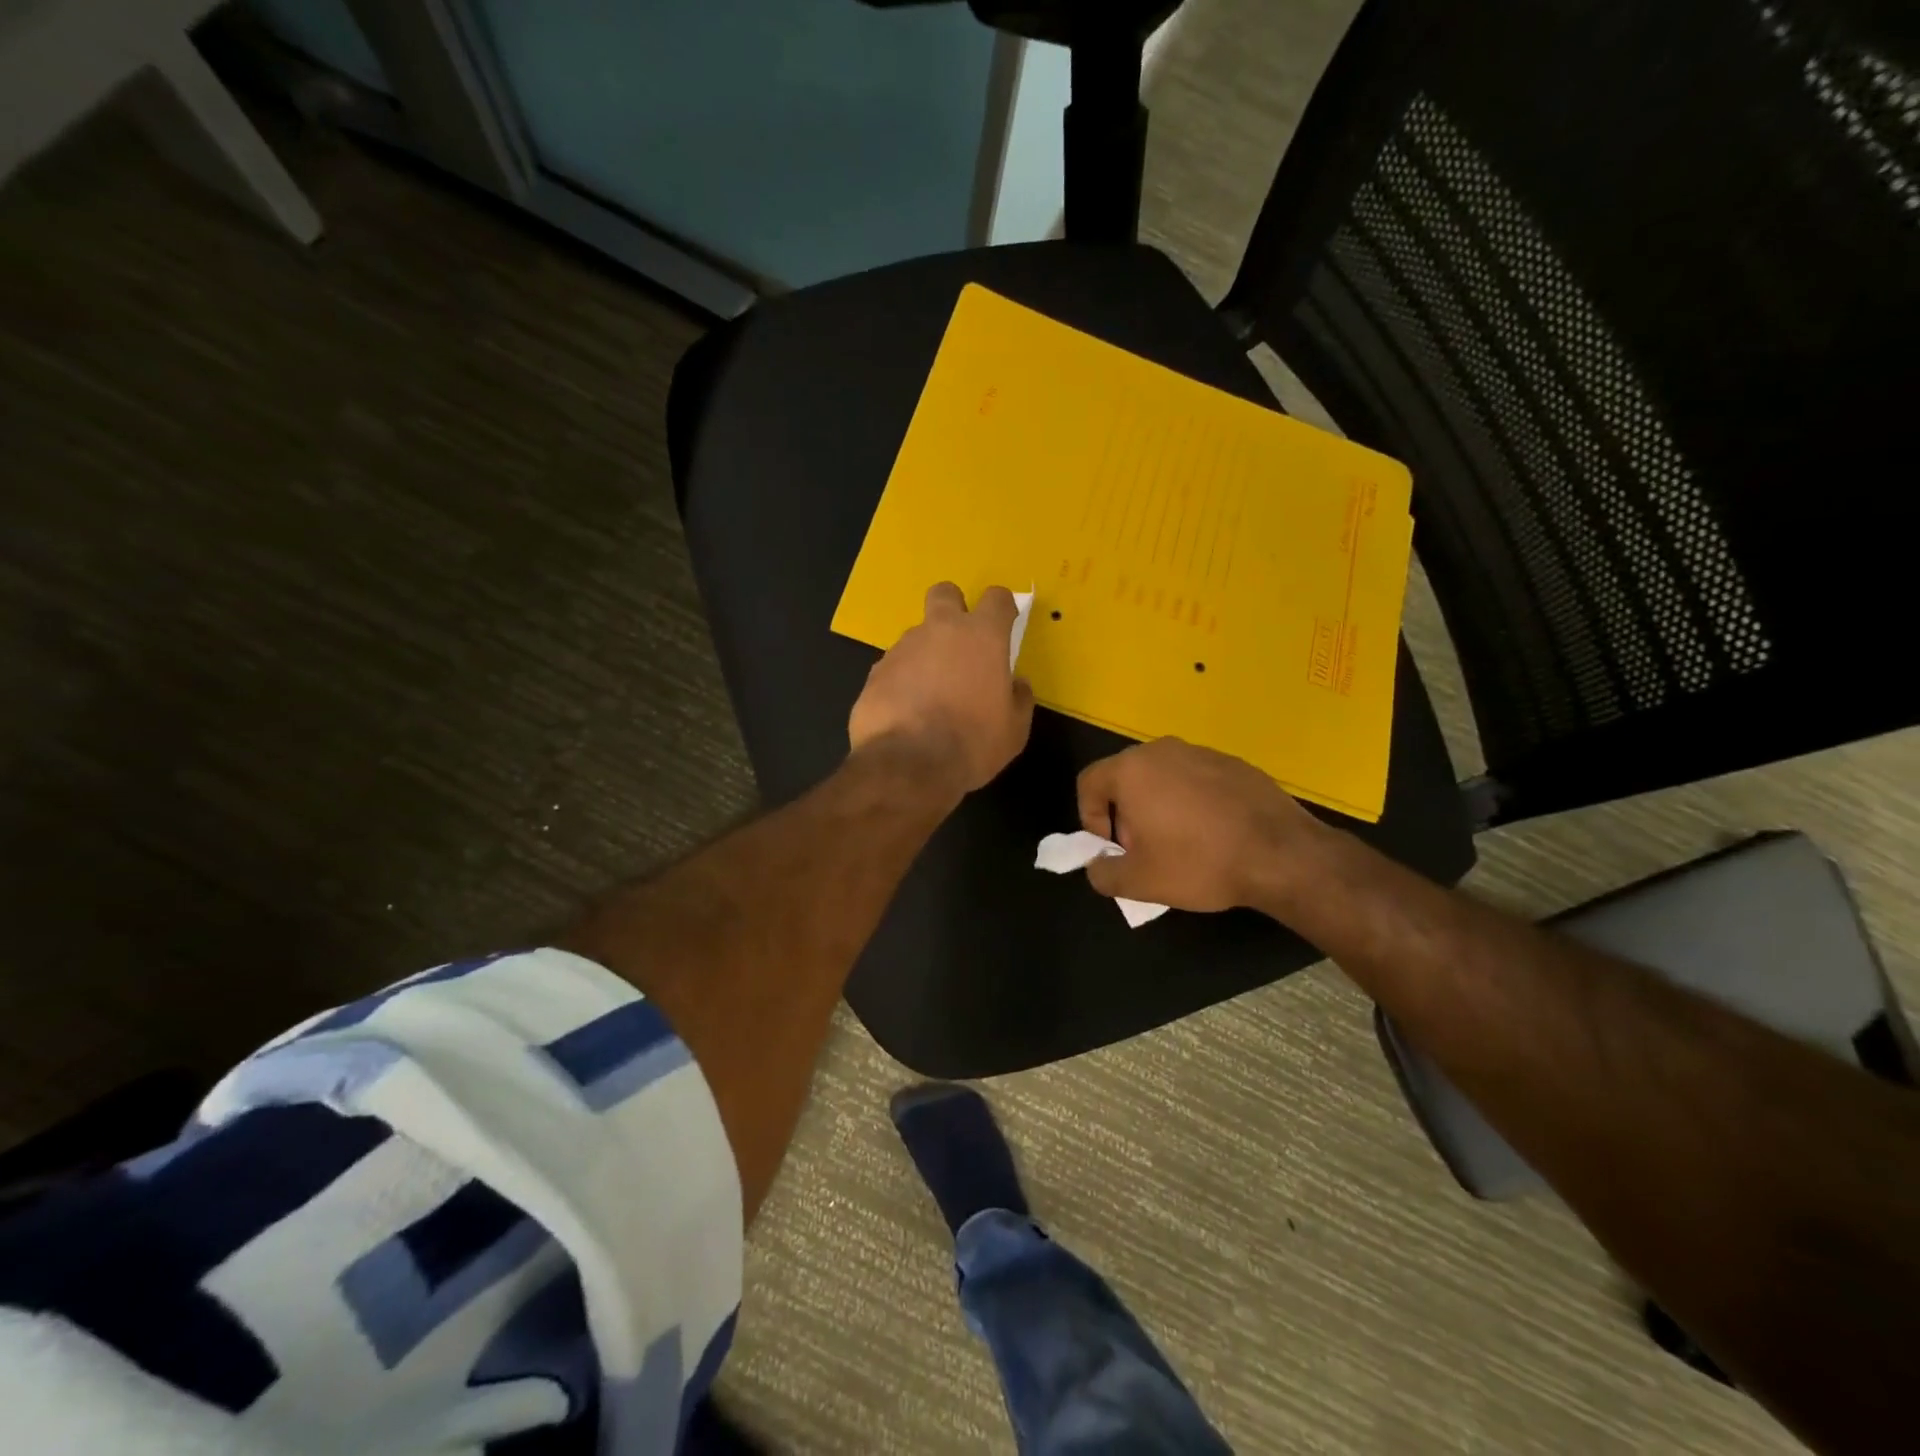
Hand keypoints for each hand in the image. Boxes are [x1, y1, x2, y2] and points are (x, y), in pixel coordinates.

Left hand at [849, 582, 1034, 795]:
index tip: (1004, 626)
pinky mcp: (876, 672)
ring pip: (917, 635)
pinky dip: (903, 681)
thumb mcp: (1014, 729)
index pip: (997, 598)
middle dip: (953, 607)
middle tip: (960, 643)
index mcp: (982, 637)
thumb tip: (1015, 684)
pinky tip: (907, 711)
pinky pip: (895, 666)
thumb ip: (1018, 698)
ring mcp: (902, 648)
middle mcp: (940, 631)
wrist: (908, 765)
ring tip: (931, 695)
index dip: (1003, 608)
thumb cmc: (972, 743)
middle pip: (945, 593)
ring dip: (927, 654)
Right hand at [1075, 737, 1326, 911]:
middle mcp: (1163, 750)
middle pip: (1125, 778)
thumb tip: (1098, 866)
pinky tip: (1214, 835)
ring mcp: (1202, 752)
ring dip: (1158, 808)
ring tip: (1180, 845)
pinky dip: (1192, 803)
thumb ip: (1102, 874)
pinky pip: (1197, 780)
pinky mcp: (1234, 763)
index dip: (1089, 818)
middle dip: (1124, 815)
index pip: (1089, 782)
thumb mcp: (1139, 882)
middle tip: (1143, 850)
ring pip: (1163, 778)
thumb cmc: (1199, 862)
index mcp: (1132, 770)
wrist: (1282, 854)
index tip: (1111, 848)